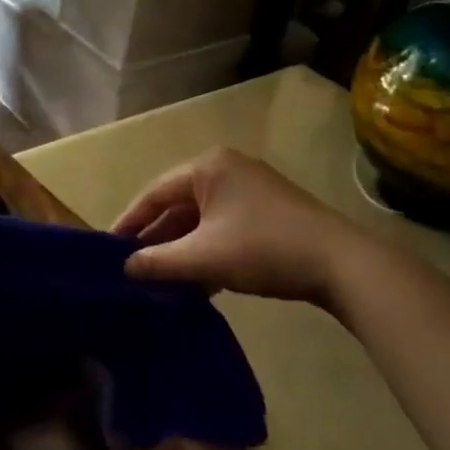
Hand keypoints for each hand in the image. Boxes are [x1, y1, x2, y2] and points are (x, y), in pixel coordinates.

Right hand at [112, 148, 367, 304]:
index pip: (154, 193)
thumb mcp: (203, 257)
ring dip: (182, 250)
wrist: (341, 264)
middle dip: (157, 239)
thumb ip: (158, 262)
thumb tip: (125, 268)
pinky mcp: (268, 211)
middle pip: (178, 205)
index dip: (129, 222)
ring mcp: (251, 189)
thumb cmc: (263, 249)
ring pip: (202, 220)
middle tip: (133, 269)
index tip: (108, 250)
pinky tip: (198, 282)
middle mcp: (227, 169)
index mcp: (207, 167)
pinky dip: (207, 251)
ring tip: (160, 281)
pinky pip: (223, 227)